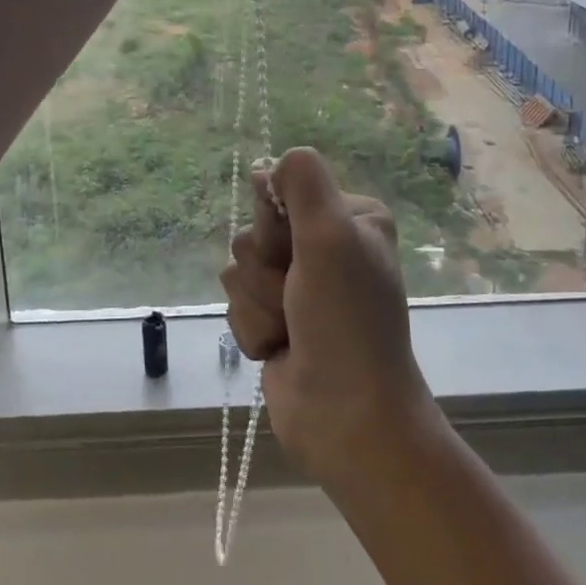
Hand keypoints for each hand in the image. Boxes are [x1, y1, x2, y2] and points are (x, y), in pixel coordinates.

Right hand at [222, 147, 439, 492]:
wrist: (345, 418)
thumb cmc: (345, 321)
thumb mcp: (332, 235)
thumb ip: (303, 181)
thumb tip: (269, 166)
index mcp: (348, 216)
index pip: (280, 189)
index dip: (276, 224)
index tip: (296, 251)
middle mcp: (325, 245)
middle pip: (254, 231)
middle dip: (267, 270)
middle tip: (298, 297)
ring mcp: (299, 286)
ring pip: (239, 270)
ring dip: (259, 304)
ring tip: (291, 330)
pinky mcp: (276, 320)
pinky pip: (236, 306)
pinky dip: (254, 329)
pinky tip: (280, 350)